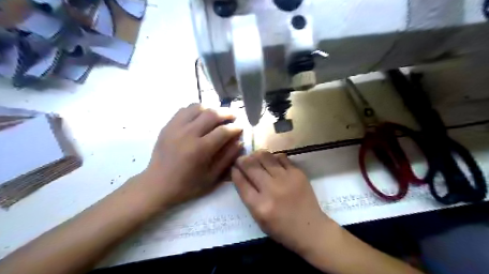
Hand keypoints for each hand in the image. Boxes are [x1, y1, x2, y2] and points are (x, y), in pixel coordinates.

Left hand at [139, 104, 241, 206]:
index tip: (241, 127)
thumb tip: (239, 141)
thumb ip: (227, 158)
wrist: (157, 185)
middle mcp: (188, 134)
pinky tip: (200, 118)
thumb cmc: (187, 185)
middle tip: (233, 116)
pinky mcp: (168, 126)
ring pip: (197, 107)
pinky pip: (184, 110)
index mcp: (200, 149)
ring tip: (217, 116)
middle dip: (227, 113)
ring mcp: (176, 127)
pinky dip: (196, 110)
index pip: (223, 131)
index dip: (235, 127)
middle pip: (211, 114)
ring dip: (211, 109)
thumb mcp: (212, 177)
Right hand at [231, 151, 331, 255]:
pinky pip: (281, 157)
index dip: (235, 172)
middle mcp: (271, 190)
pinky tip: (272, 160)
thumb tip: (241, 176)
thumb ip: (249, 198)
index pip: (241, 183)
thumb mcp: (259, 220)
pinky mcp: (297, 173)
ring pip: (265, 157)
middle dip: (242, 160)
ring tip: (255, 156)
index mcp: (260, 206)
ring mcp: (285, 179)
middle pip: (251, 167)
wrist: (311, 229)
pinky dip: (273, 157)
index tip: (234, 167)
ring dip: (256, 155)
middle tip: (242, 160)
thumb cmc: (282, 229)